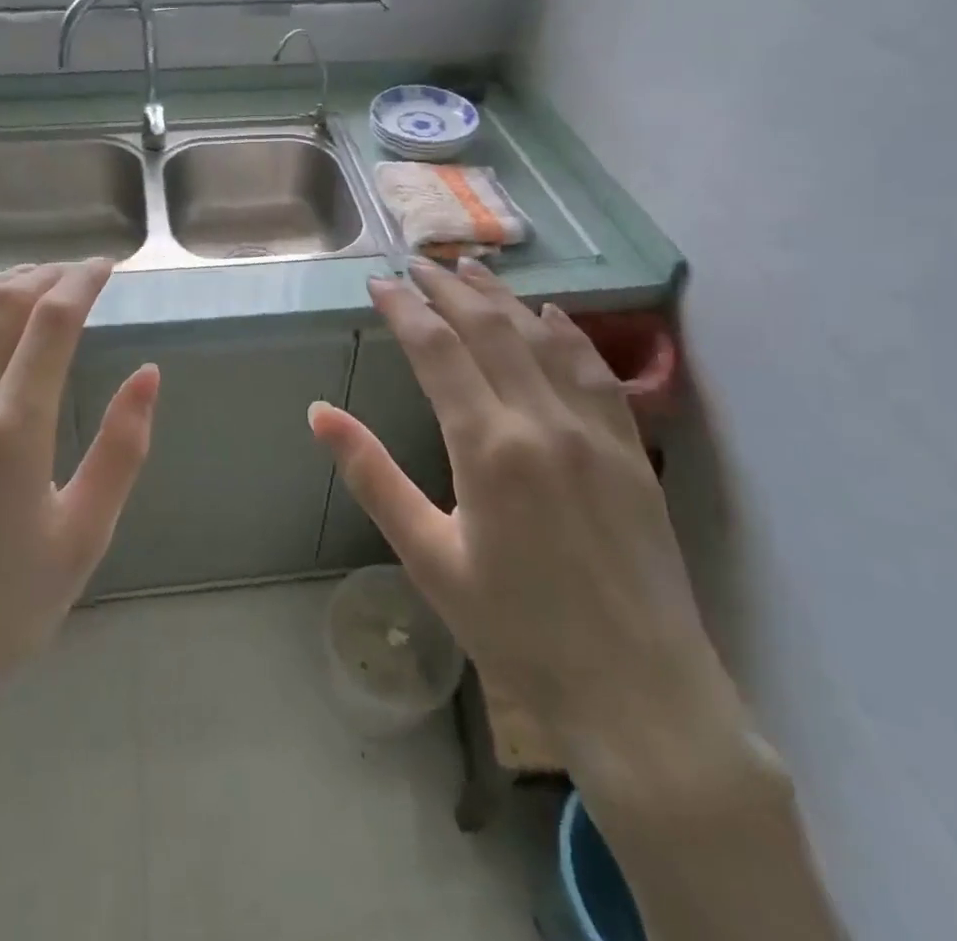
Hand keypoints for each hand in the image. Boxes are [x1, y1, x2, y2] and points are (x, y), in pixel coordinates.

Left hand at [0, 259, 159, 748]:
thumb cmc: (5, 609)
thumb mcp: (84, 534)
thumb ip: (122, 447)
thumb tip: (148, 375)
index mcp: (13, 427)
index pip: (52, 321)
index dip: (82, 282)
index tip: (106, 267)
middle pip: (1, 306)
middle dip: (43, 276)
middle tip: (73, 271)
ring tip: (22, 285)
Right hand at [308, 258, 749, 806]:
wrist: (637, 693)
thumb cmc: (515, 630)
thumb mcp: (428, 556)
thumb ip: (372, 476)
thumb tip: (319, 413)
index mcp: (488, 447)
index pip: (438, 350)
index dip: (405, 308)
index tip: (379, 283)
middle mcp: (544, 422)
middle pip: (490, 329)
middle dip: (448, 288)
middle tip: (417, 263)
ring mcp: (595, 431)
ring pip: (543, 337)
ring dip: (503, 297)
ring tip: (471, 268)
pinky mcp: (630, 449)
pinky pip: (595, 370)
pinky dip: (567, 333)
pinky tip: (550, 314)